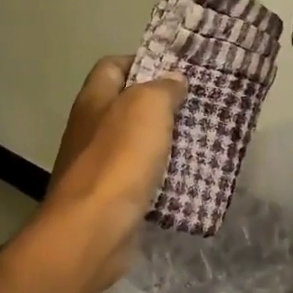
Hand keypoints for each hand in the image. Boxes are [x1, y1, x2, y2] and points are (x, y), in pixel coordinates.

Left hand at [38, 57, 186, 292]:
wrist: (93, 230)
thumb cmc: (119, 159)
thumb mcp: (147, 107)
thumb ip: (162, 88)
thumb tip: (173, 80)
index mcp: (93, 100)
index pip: (113, 66)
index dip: (143, 62)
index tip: (177, 72)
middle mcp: (90, 130)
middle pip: (126, 106)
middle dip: (161, 106)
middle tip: (197, 107)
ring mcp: (98, 167)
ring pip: (136, 145)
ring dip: (164, 144)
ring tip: (201, 141)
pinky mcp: (110, 199)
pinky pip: (140, 180)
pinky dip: (162, 178)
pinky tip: (187, 180)